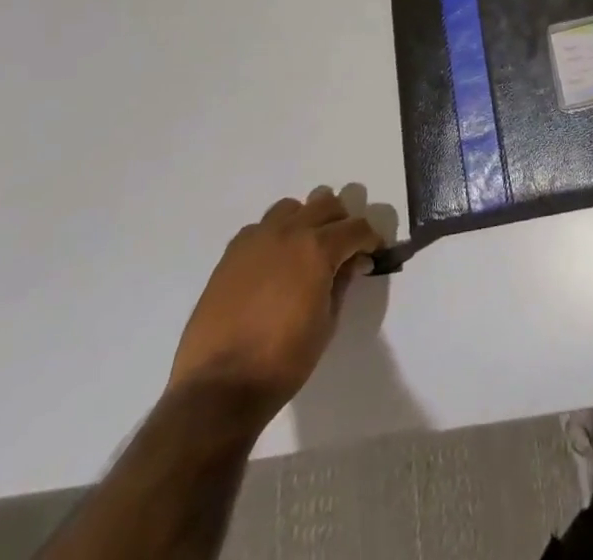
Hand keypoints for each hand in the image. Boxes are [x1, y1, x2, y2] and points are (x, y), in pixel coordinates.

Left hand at [168, 186, 382, 410]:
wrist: (218, 388)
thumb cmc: (282, 361)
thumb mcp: (327, 323)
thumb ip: (342, 282)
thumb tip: (354, 261)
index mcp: (318, 248)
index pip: (357, 227)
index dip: (371, 239)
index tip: (374, 252)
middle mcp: (289, 232)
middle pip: (326, 203)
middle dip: (341, 222)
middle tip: (344, 249)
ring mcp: (256, 239)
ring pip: (291, 208)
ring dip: (306, 221)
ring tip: (306, 251)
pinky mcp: (231, 254)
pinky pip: (260, 228)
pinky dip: (274, 235)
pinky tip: (273, 264)